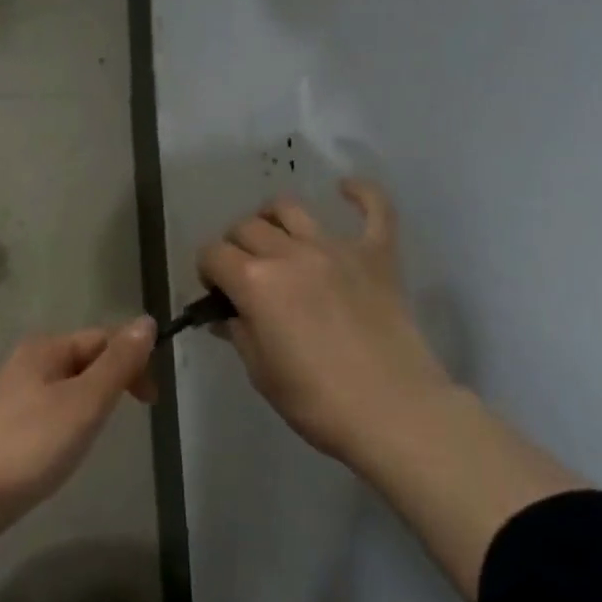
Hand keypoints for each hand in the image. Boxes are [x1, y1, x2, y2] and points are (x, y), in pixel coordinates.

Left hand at [0, 319, 156, 532]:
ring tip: (100, 430)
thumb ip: (118, 363)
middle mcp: (29, 361)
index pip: (104, 338)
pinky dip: (75, 417)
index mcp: (46, 347)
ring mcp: (16, 392)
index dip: (134, 361)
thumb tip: (148, 321)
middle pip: (88, 358)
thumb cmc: (33, 443)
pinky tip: (72, 442)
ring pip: (72, 384)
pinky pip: (56, 406)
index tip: (152, 400)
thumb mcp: (85, 401)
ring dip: (96, 400)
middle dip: (116, 380)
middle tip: (135, 415)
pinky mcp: (11, 422)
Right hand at [197, 179, 460, 467]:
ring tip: (276, 240)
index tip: (215, 292)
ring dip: (273, 219)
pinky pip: (374, 209)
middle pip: (246, 227)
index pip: (213, 254)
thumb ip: (239, 333)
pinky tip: (346, 189)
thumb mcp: (261, 372)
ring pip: (290, 208)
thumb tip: (228, 315)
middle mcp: (290, 254)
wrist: (394, 413)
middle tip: (244, 275)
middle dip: (234, 246)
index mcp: (255, 282)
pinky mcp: (377, 255)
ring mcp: (337, 249)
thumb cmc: (316, 401)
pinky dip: (360, 194)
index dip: (207, 270)